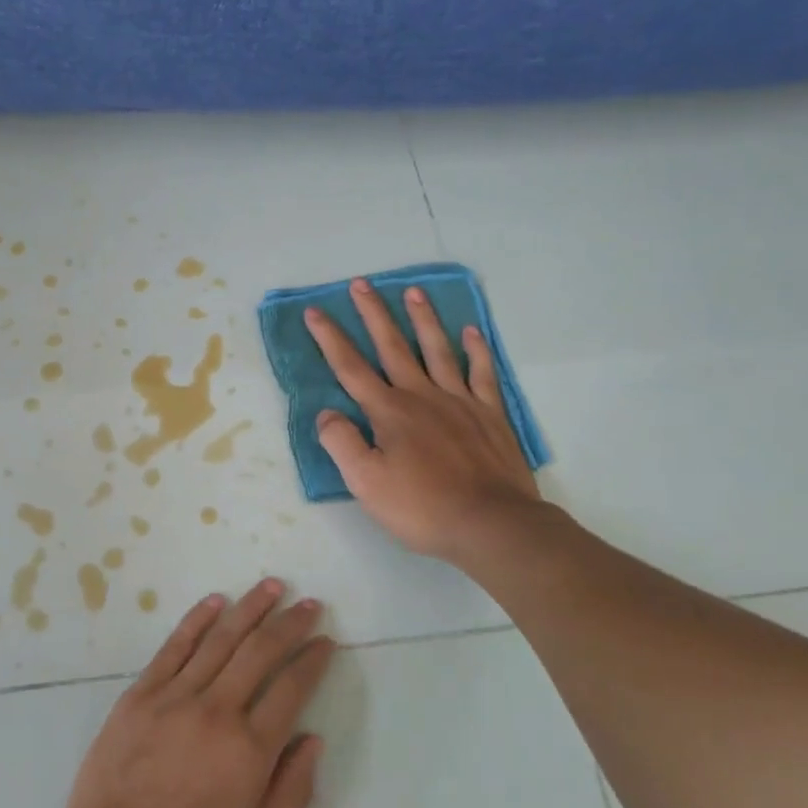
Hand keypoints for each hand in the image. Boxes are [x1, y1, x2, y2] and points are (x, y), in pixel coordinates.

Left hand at [52, 579, 334, 807]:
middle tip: (309, 603)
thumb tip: (313, 738)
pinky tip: (216, 601)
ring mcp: (174, 697)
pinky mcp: (141, 693)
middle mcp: (217, 711)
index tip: (326, 641)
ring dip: (250, 608)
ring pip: (220, 639)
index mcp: (250, 750)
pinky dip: (197, 620)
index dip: (313, 660)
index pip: (291, 688)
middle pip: (260, 651)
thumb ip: (294, 792)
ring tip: (272, 586)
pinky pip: (175, 646)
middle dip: (289, 624)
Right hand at [305, 278, 547, 564]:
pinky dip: (476, 350)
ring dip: (423, 319)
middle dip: (373, 314)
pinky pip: (482, 373)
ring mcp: (459, 401)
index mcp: (388, 411)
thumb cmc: (422, 506)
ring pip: (437, 350)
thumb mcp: (365, 483)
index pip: (351, 368)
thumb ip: (341, 443)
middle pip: (392, 346)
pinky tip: (471, 332)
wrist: (492, 524)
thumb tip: (326, 413)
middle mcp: (421, 395)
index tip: (315, 312)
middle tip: (362, 283)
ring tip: (413, 291)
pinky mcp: (490, 414)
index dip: (330, 339)